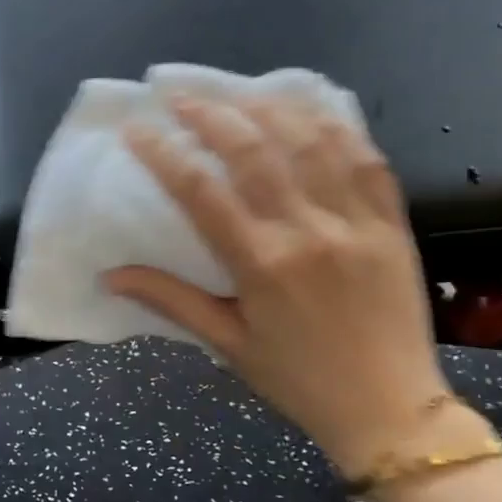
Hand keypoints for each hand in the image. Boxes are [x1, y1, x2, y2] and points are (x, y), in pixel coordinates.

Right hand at [106, 96, 451, 475]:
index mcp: (261, 265)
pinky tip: (309, 109)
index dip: (164, 153)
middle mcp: (308, 231)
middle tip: (180, 95)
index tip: (137, 129)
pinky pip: (366, 158)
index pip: (201, 191)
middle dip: (211, 114)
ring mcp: (356, 221)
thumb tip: (109, 276)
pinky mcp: (392, 223)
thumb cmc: (298, 381)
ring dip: (269, 107)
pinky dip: (335, 126)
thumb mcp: (226, 345)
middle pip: (254, 151)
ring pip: (311, 141)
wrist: (391, 410)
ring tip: (237, 91)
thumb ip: (170, 301)